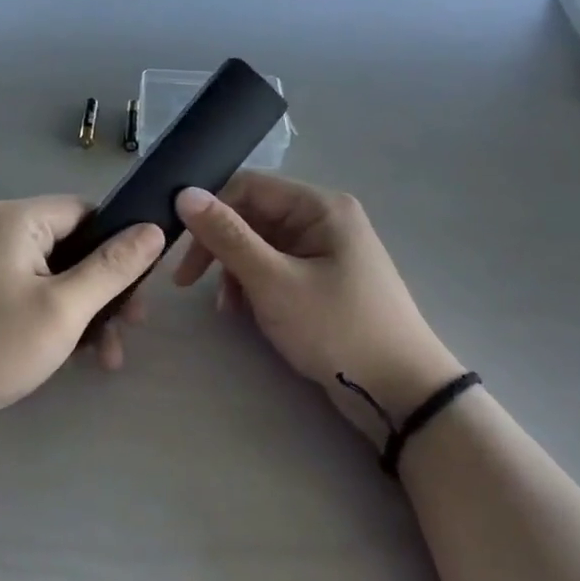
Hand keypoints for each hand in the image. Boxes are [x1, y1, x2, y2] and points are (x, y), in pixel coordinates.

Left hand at [0, 197, 165, 445]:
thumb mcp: (65, 308)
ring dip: (86, 309)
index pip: (87, 212)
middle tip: (132, 326)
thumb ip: (112, 268)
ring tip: (108, 355)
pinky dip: (58, 315)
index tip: (140, 289)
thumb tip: (153, 229)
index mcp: (15, 218)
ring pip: (56, 272)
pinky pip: (34, 289)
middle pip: (73, 243)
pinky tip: (79, 354)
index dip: (119, 246)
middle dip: (105, 288)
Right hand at [173, 174, 463, 444]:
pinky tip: (243, 312)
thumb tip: (185, 194)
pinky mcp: (323, 278)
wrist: (400, 393)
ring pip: (260, 244)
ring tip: (225, 307)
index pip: (248, 187)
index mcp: (319, 206)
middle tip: (187, 281)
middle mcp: (323, 218)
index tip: (178, 247)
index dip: (209, 212)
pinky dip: (253, 285)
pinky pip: (276, 267)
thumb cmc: (336, 329)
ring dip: (234, 270)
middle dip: (220, 247)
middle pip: (253, 215)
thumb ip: (227, 236)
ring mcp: (325, 249)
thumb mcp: (273, 282)